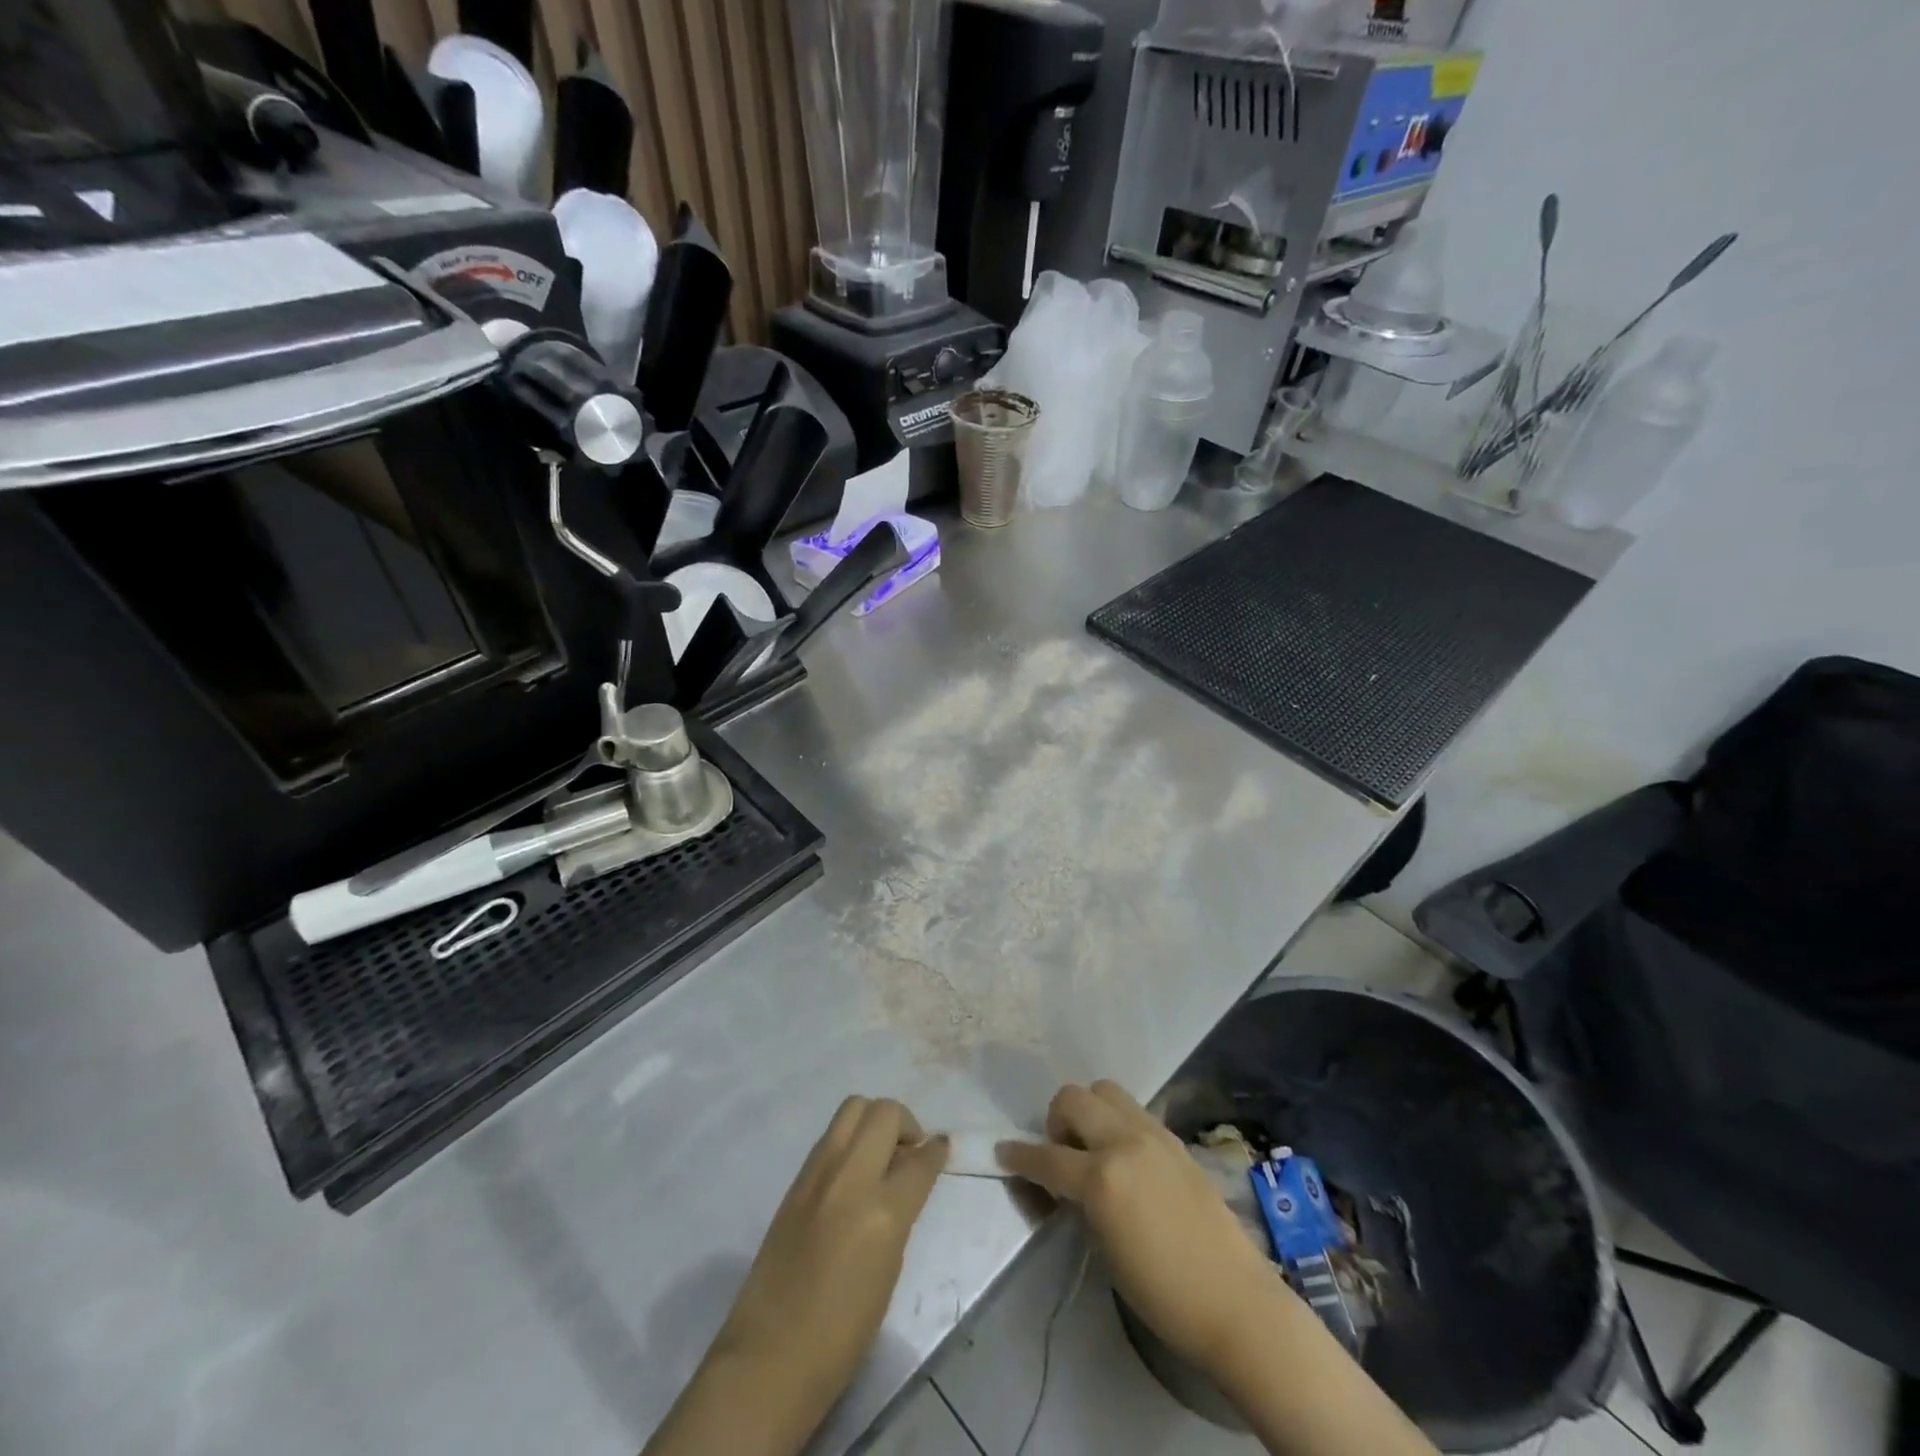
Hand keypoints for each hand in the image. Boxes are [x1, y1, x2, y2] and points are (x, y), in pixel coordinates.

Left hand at [645, 1097, 947, 1455]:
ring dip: (873, 1122)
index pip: (919, 1160)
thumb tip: (908, 1178)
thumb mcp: (889, 1268)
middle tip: (908, 1152)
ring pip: (852, 1109)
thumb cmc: (843, 1332)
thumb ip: (901, 1212)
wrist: (771, 1356)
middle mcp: (850, 1177)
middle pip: (883, 1112)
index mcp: (882, 1210)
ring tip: (880, 1156)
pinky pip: (830, 1138)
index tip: (941, 1147)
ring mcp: (818, 1173)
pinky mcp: (795, 1180)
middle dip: (904, 1123)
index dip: (936, 1151)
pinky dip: (849, 1141)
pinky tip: (853, 1174)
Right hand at [999, 1083, 1437, 1455]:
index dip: (1019, 1156)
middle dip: (1056, 1121)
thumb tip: (1063, 1182)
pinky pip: (1133, 1110)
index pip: (1046, 1156)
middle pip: (1073, 1098)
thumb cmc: (1164, 1293)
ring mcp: (1153, 1134)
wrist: (1236, 1300)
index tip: (1003, 1153)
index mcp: (1102, 1178)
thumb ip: (1080, 1202)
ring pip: (1104, 1090)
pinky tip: (1124, 1156)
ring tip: (1093, 1147)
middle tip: (1062, 1155)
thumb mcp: (1105, 1248)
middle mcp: (1124, 1142)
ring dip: (1088, 1111)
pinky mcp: (1174, 1138)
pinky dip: (1117, 1122)